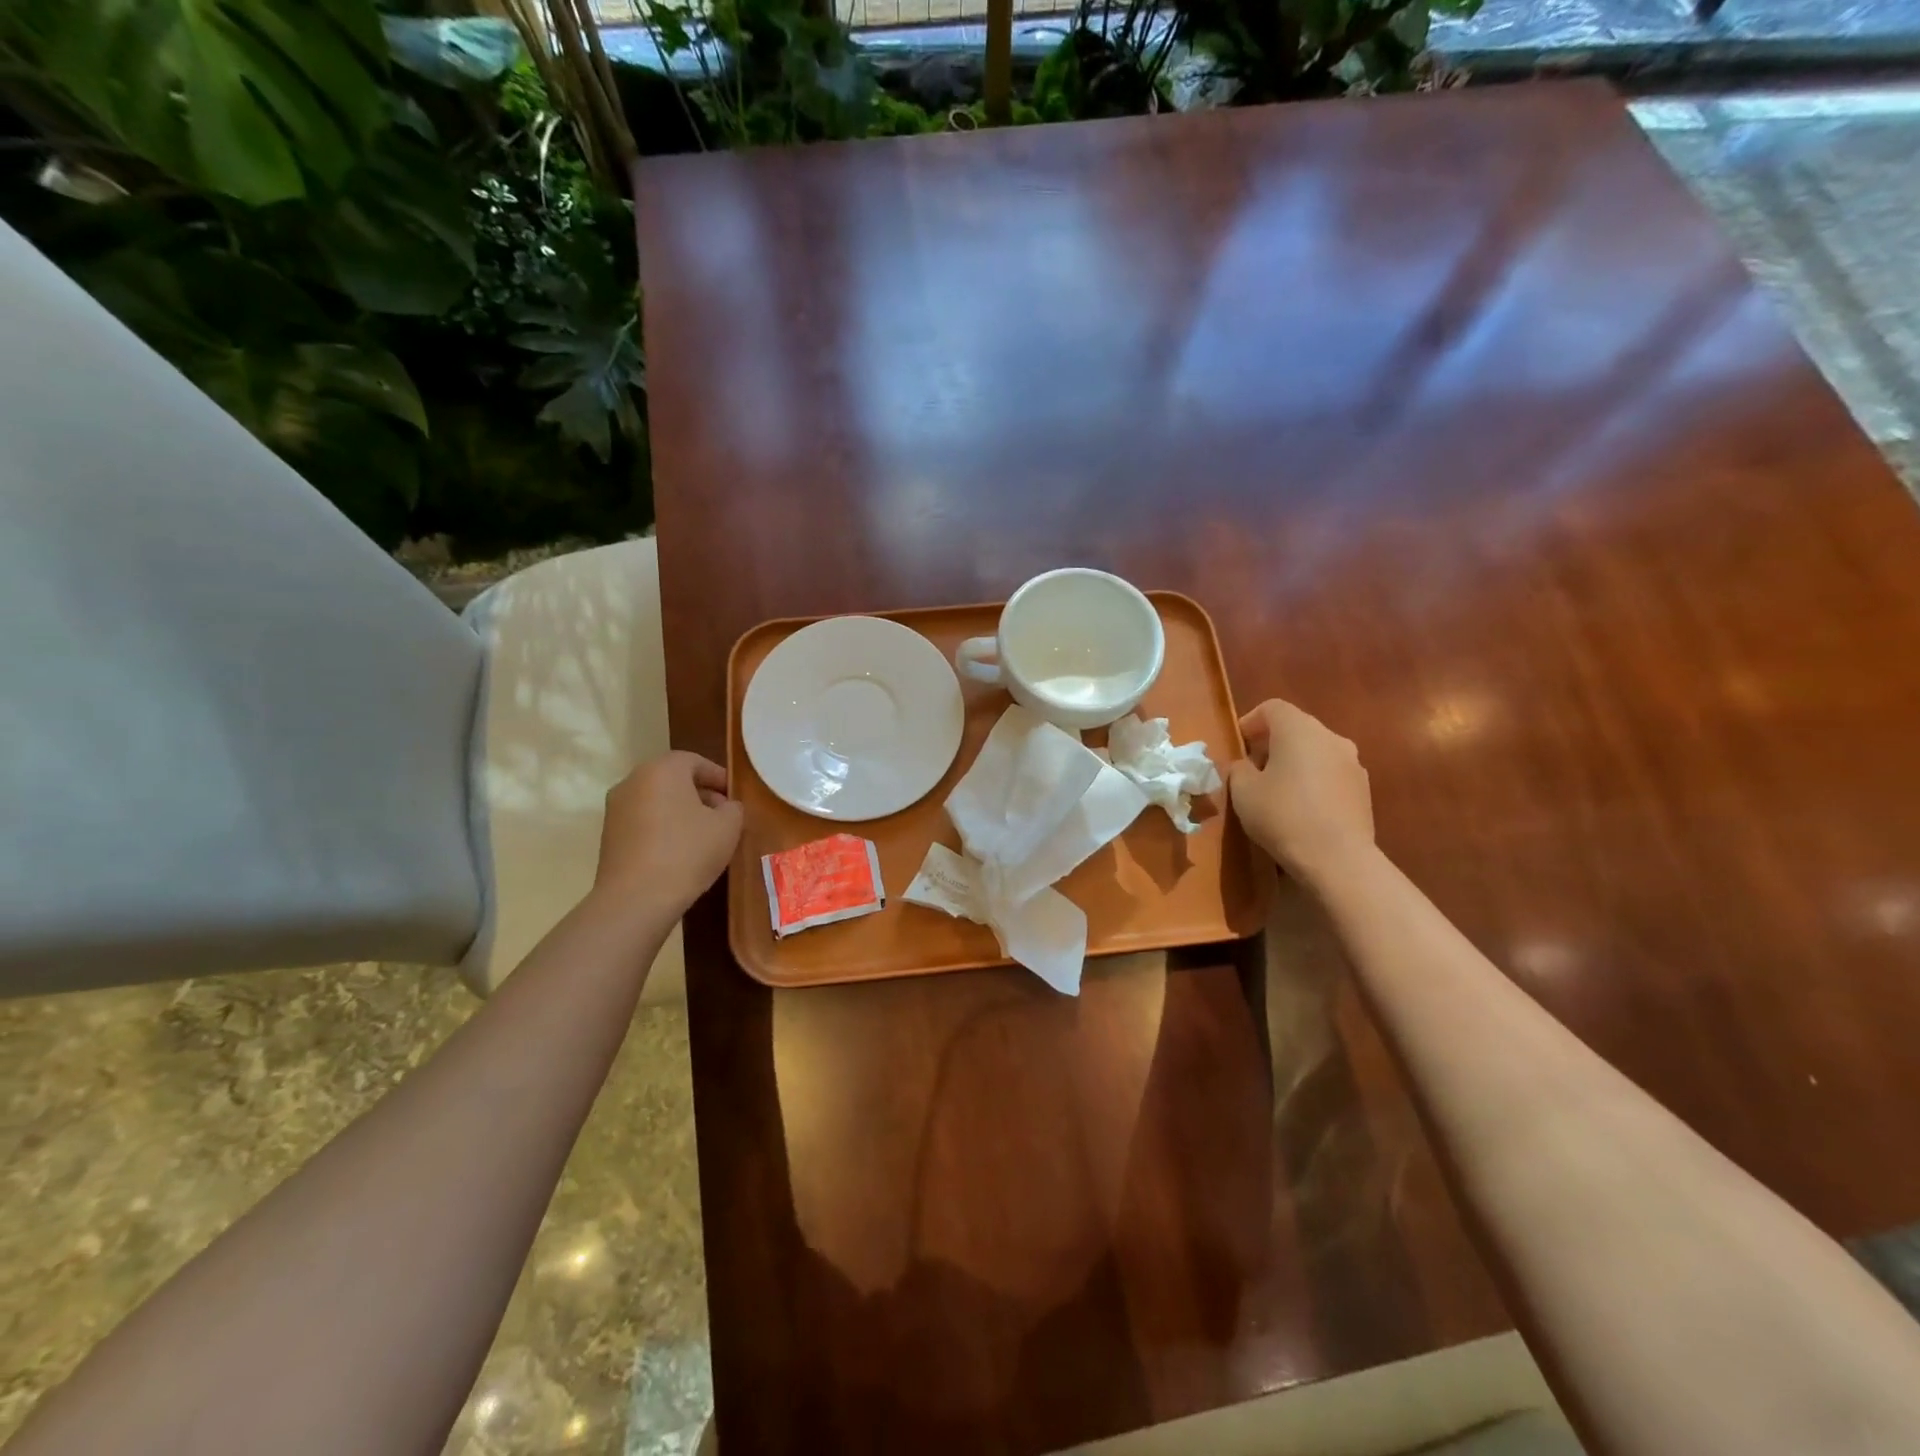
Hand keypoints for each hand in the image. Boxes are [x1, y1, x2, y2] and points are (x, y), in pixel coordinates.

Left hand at [591, 752, 743, 920]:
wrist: (635, 899)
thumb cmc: (687, 852)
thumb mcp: (728, 827)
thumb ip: (733, 808)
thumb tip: (726, 807)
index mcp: (662, 770)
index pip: (695, 761)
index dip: (718, 777)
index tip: (734, 796)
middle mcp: (633, 781)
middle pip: (673, 779)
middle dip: (700, 793)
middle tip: (722, 815)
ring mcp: (615, 809)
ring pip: (656, 800)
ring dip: (680, 811)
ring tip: (703, 836)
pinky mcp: (608, 835)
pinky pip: (643, 821)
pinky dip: (662, 827)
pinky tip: (679, 851)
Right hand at [1229, 699, 1374, 888]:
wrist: (1338, 858)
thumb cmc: (1282, 815)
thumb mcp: (1242, 791)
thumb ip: (1239, 769)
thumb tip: (1247, 766)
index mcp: (1298, 729)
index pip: (1272, 708)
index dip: (1250, 721)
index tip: (1238, 745)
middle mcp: (1330, 737)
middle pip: (1296, 728)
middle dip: (1272, 743)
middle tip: (1253, 769)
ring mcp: (1352, 763)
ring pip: (1316, 751)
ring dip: (1295, 762)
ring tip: (1277, 791)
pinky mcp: (1363, 789)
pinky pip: (1331, 774)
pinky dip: (1314, 781)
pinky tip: (1301, 809)